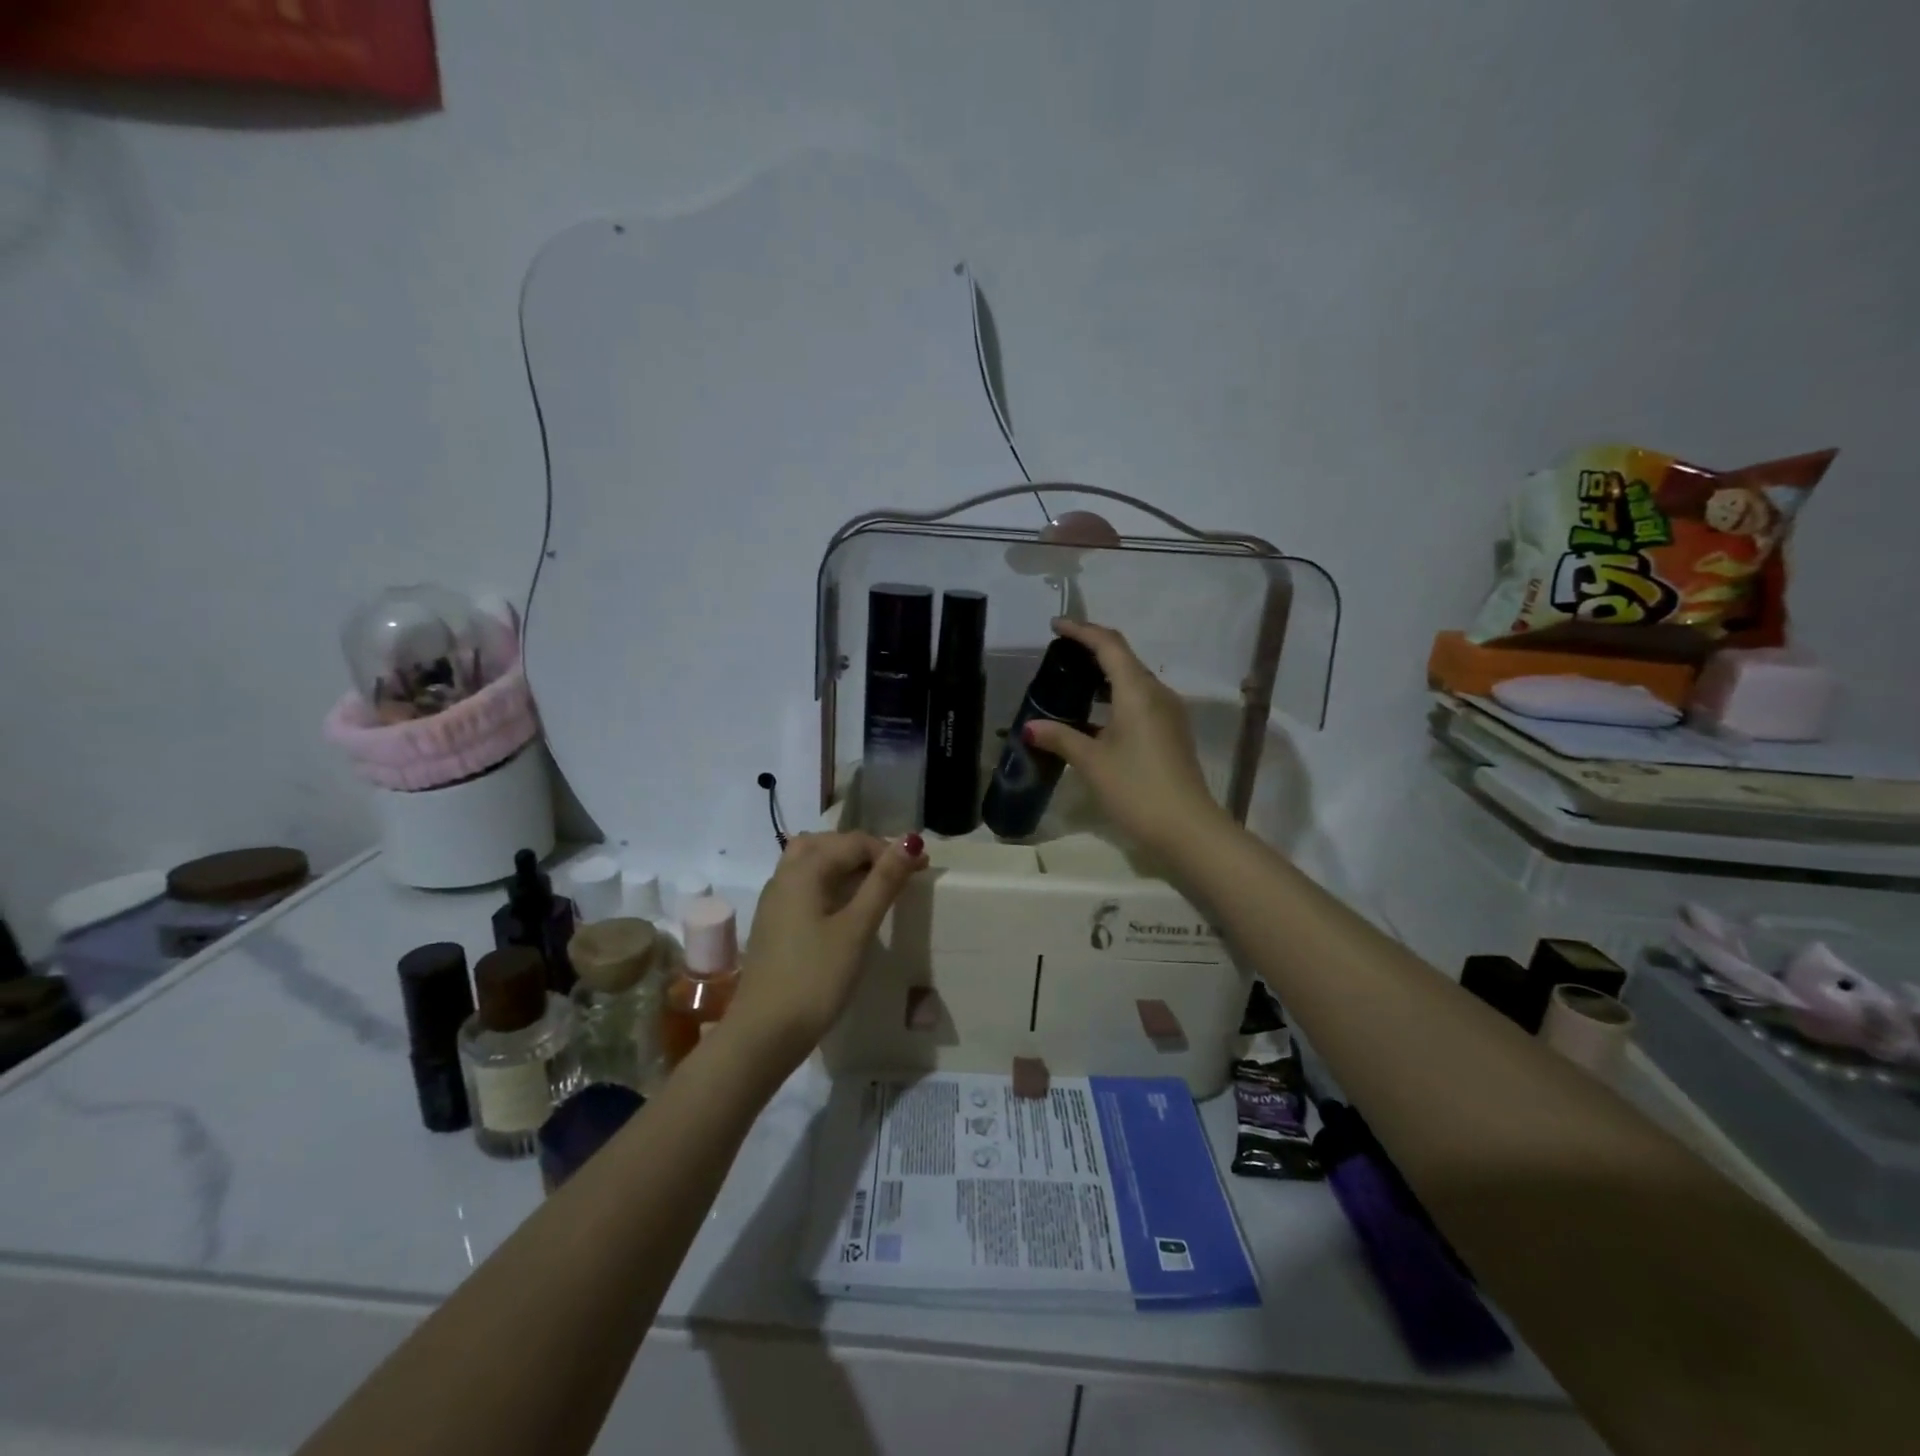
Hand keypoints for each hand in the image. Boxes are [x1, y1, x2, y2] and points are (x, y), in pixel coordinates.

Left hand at [727, 831, 928, 1067]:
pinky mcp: (774, 923)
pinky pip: (804, 885)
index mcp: (804, 870)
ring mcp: (775, 900)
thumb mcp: (857, 928)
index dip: (889, 850)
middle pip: (827, 844)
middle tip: (897, 873)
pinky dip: (829, 883)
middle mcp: (785, 875)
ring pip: (811, 862)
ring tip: (874, 885)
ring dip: (844, 865)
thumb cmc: (815, 978)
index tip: (921, 869)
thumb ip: (883, 882)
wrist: (764, 1033)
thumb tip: (909, 842)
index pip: (853, 842)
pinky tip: (845, 908)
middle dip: (865, 851)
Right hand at [1025, 618, 1231, 859]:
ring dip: (1104, 675)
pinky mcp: (1171, 733)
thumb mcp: (1092, 763)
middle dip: (1092, 650)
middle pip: (1123, 658)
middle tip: (1059, 654)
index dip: (1081, 630)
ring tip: (1072, 683)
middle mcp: (1157, 694)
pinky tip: (1094, 716)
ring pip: (1133, 681)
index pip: (1108, 645)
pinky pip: (1140, 701)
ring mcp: (1169, 713)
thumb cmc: (1137, 789)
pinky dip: (1115, 697)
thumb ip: (1061, 738)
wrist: (1188, 829)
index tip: (1055, 626)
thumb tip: (1030, 727)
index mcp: (1137, 692)